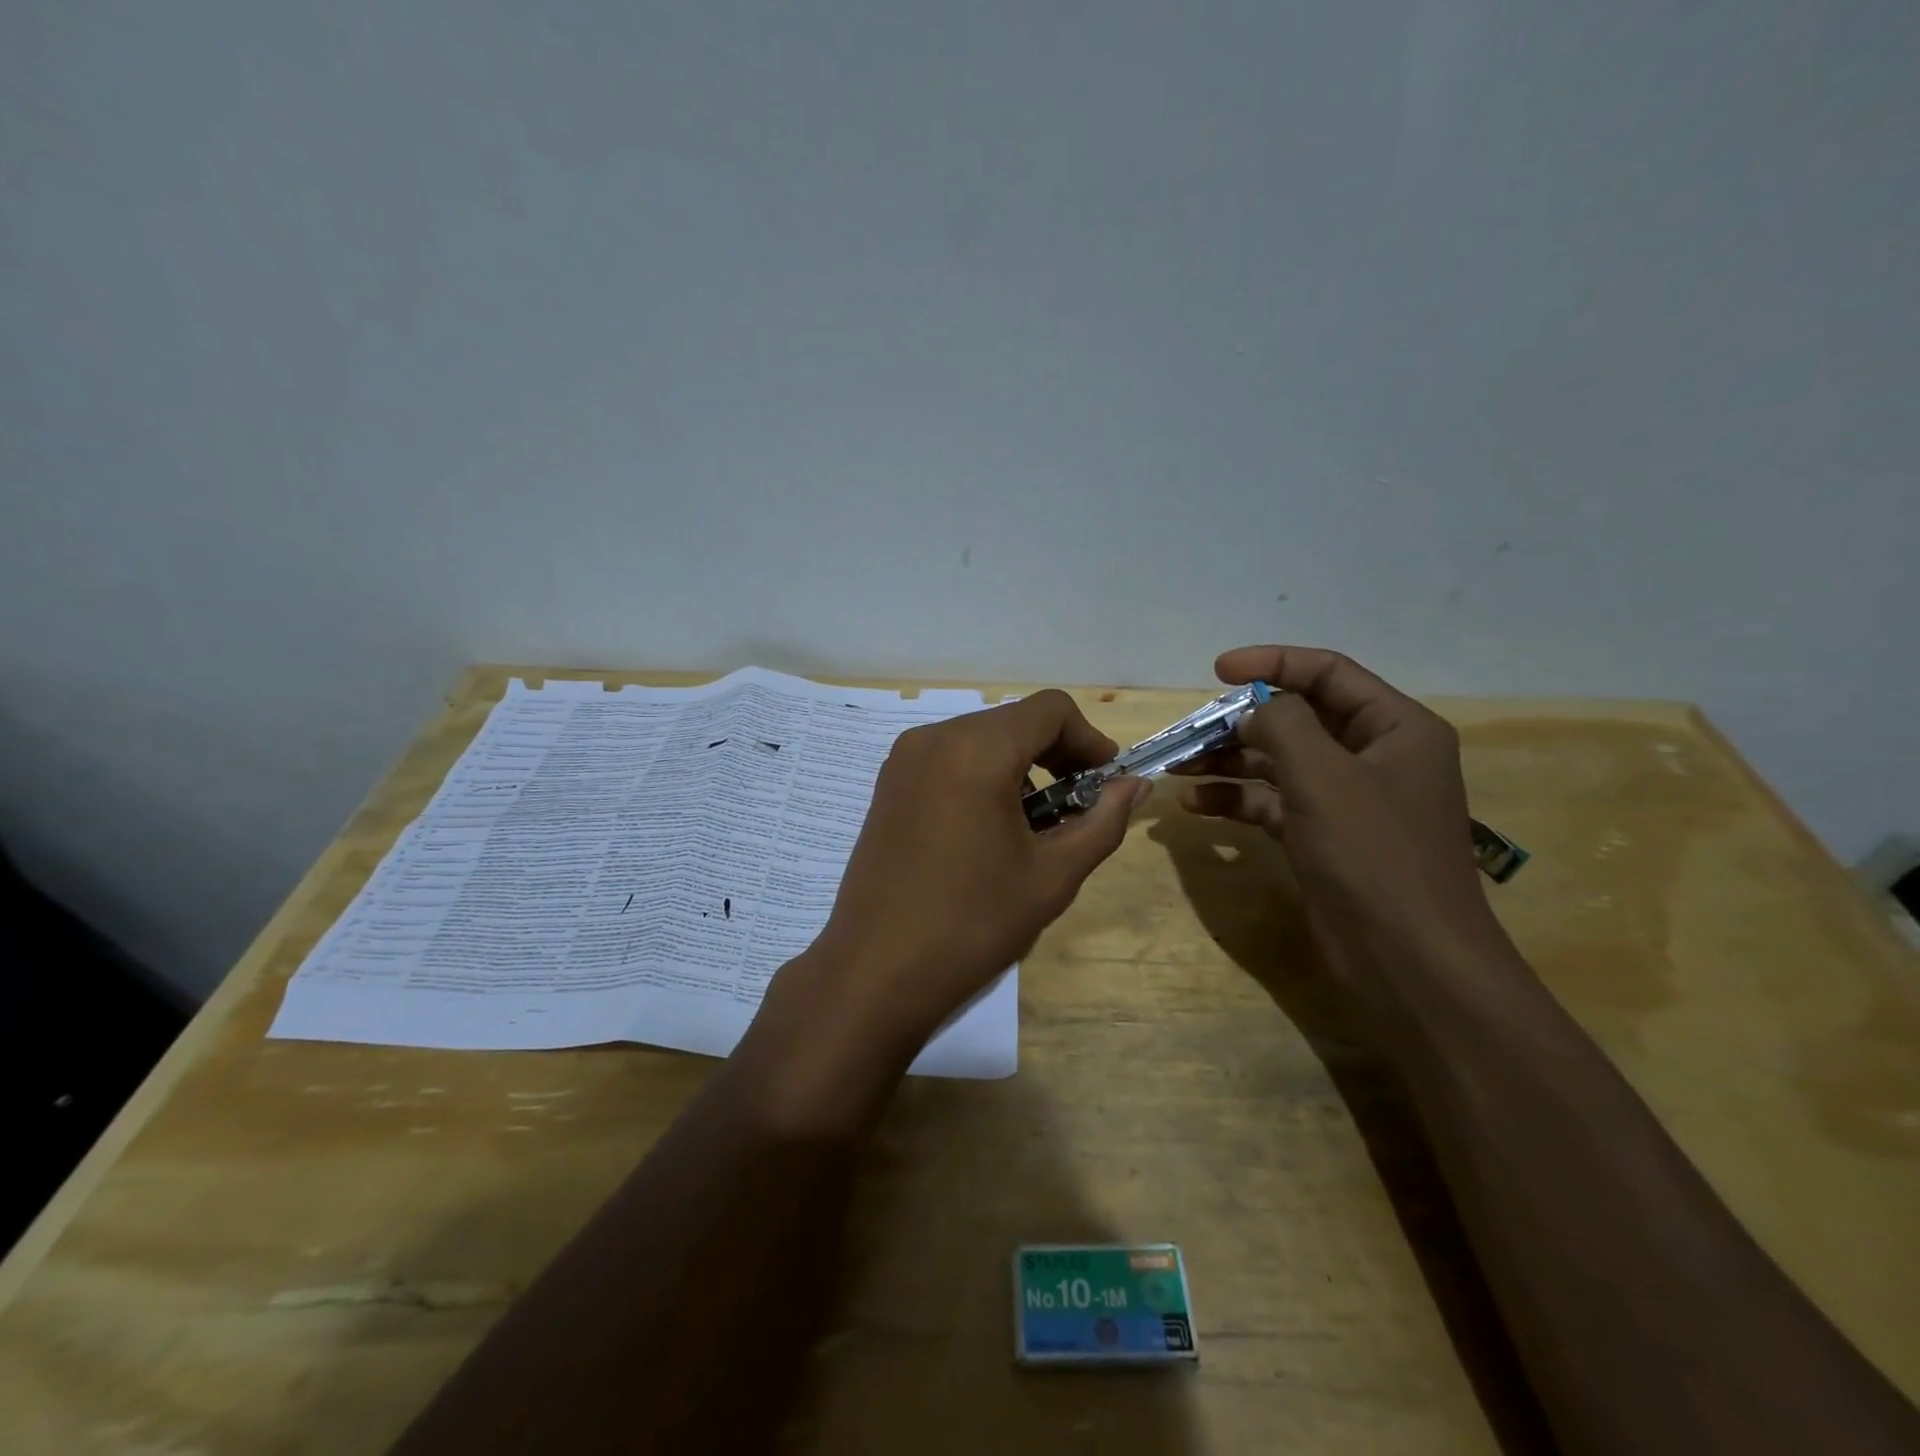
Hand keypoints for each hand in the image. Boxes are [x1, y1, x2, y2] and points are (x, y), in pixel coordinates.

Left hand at [784, 690, 1146, 1059]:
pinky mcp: (888, 784)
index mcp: (976, 750)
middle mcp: (934, 738)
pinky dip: (983, 776)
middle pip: (1015, 722)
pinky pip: (949, 758)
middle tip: (1078, 808)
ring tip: (1035, 826)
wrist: (874, 972)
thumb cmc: (972, 924)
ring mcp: (903, 760)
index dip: (1089, 739)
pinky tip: (990, 829)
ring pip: (982, 738)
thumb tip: (1136, 786)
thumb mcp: (1052, 876)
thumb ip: (1103, 822)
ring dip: (1020, 766)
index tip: (1105, 784)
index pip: (1051, 709)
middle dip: (1057, 754)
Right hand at [1175, 645, 1511, 1010]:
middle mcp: (1374, 757)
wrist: (1409, 961)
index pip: (1328, 674)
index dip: (1272, 663)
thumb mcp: (1323, 777)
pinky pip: (1273, 804)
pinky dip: (1236, 800)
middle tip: (1189, 730)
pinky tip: (1194, 805)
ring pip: (1279, 763)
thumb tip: (1253, 708)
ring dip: (1229, 762)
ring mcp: (1347, 801)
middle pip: (1297, 720)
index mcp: (1395, 728)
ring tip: (1177, 766)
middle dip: (1240, 722)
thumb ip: (1283, 725)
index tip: (1217, 671)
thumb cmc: (1374, 855)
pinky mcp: (1323, 837)